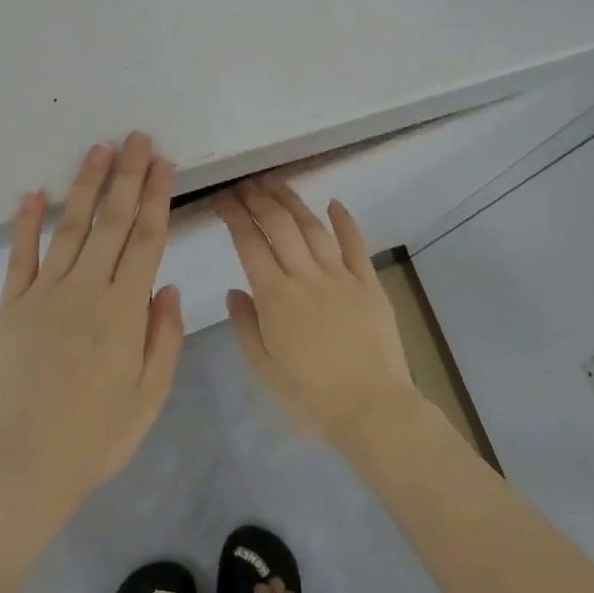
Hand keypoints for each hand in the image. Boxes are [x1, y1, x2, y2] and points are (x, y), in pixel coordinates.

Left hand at [0, 133, 184, 520]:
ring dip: (85, 185)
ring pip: (69, 227)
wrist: (31, 462)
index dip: (156, 197)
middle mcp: (85, 290)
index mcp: (123, 310)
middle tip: (136, 137)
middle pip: (111, 221)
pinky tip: (32, 192)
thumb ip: (163, 335)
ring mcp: (43, 293)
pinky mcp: (11, 304)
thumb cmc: (100, 433)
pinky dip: (24, 222)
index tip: (163, 163)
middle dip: (126, 176)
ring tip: (98, 149)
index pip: (145, 239)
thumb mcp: (151, 393)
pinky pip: (19, 255)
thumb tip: (166, 284)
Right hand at [215, 178, 414, 448]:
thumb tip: (235, 290)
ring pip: (313, 227)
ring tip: (276, 183)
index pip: (249, 243)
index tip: (222, 198)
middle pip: (279, 225)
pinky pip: (355, 245)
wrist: (371, 409)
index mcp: (275, 297)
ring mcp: (341, 277)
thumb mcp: (263, 367)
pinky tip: (334, 203)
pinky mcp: (369, 284)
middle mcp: (306, 277)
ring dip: (293, 201)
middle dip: (258, 199)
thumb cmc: (310, 396)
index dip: (234, 215)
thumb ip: (246, 325)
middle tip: (245, 184)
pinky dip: (344, 221)